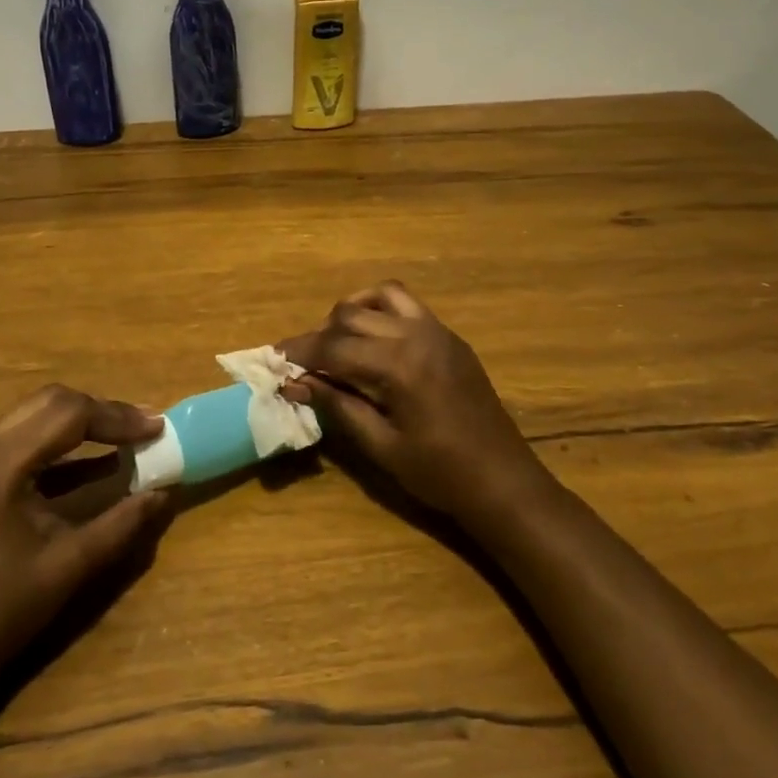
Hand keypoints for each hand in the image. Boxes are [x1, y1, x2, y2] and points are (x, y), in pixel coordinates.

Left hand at [0, 386, 170, 683]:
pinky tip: (97, 461)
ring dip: (83, 422)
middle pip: (51, 402)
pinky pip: (22, 439)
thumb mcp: (70, 565)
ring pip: (36, 414)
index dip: (118, 418)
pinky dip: (61, 444)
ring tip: (129, 436)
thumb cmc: (0, 613)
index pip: (68, 414)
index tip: (158, 428)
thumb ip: (122, 523)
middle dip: (103, 412)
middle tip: (145, 427)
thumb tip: (166, 492)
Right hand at [282, 282, 551, 527]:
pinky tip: (371, 340)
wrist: (503, 480)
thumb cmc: (439, 474)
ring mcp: (437, 331)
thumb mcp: (381, 446)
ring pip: (380, 297)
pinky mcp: (449, 337)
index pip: (334, 347)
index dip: (300, 352)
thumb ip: (338, 406)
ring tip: (335, 343)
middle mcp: (417, 335)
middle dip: (320, 335)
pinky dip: (380, 311)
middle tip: (301, 362)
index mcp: (399, 365)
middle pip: (351, 315)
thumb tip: (296, 382)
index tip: (274, 360)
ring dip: (351, 313)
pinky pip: (407, 305)